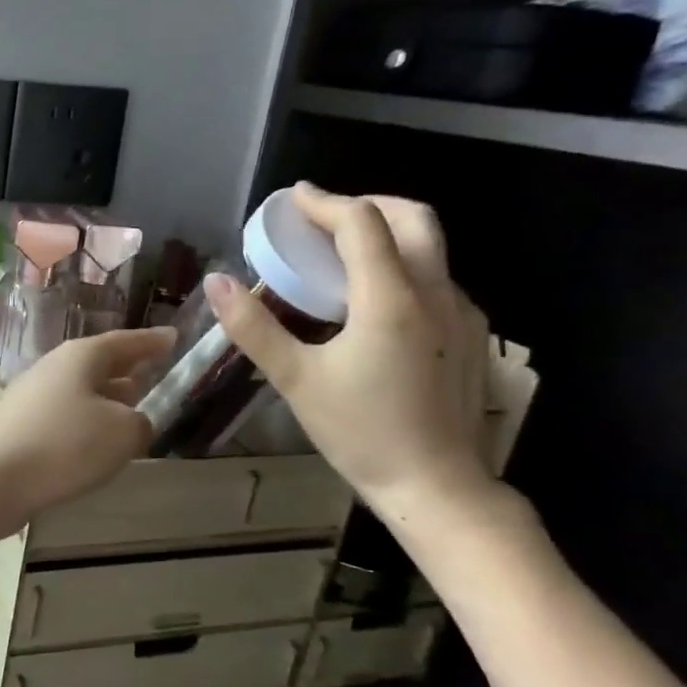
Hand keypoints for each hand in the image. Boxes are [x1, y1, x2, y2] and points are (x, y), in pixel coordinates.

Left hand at [0, 326, 175, 534]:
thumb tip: (132, 422)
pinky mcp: (20, 425)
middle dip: (127, 368)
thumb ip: (140, 422)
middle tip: (155, 371)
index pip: (124, 341)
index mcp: (80, 357)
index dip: (152, 341)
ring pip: (81, 390)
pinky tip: (97, 442)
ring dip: (107, 397)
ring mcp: (32, 396)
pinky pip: (65, 414)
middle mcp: (53, 368)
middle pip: (98, 363)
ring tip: (133, 407)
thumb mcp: (122, 432)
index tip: (174, 337)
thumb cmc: (65, 445)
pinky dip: (87, 421)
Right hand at [205, 183, 495, 513]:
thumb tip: (216, 282)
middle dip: (366, 204)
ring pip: (430, 247)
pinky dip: (400, 265)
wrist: (438, 487)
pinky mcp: (470, 336)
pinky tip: (370, 300)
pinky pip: (435, 278)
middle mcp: (436, 293)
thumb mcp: (295, 379)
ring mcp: (462, 314)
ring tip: (338, 255)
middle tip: (322, 218)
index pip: (361, 223)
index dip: (324, 203)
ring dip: (385, 233)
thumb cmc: (360, 432)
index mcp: (392, 299)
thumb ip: (253, 326)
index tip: (292, 198)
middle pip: (413, 217)